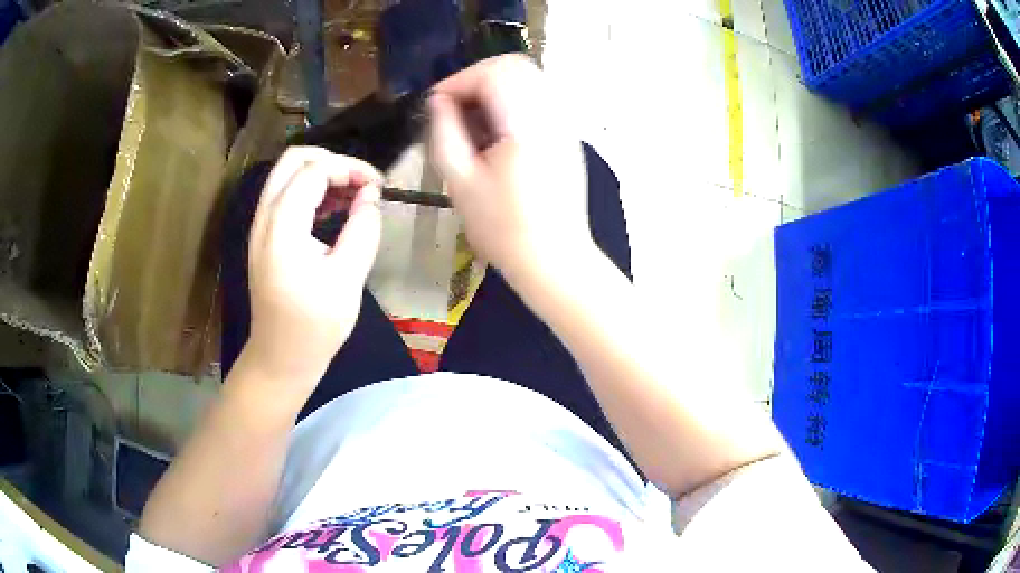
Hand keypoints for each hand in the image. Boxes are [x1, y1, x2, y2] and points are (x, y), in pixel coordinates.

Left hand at [243, 147, 383, 388]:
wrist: (279, 359)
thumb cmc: (314, 327)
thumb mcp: (347, 280)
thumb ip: (362, 230)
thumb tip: (371, 195)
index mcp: (282, 226)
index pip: (314, 171)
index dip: (350, 169)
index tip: (379, 187)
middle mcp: (265, 218)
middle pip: (293, 160)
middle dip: (333, 162)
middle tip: (362, 183)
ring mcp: (261, 227)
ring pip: (288, 175)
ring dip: (322, 175)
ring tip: (353, 197)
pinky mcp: (265, 237)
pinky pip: (285, 196)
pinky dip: (311, 192)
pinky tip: (334, 211)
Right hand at [427, 55, 591, 283]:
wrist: (554, 261)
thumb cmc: (504, 228)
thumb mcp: (459, 182)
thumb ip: (444, 131)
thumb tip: (439, 102)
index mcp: (526, 122)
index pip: (493, 72)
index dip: (458, 81)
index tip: (437, 105)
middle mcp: (552, 114)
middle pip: (515, 67)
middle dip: (476, 79)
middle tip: (453, 109)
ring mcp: (565, 124)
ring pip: (528, 81)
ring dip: (494, 90)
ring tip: (472, 122)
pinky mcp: (568, 137)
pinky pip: (538, 100)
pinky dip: (512, 103)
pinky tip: (496, 134)